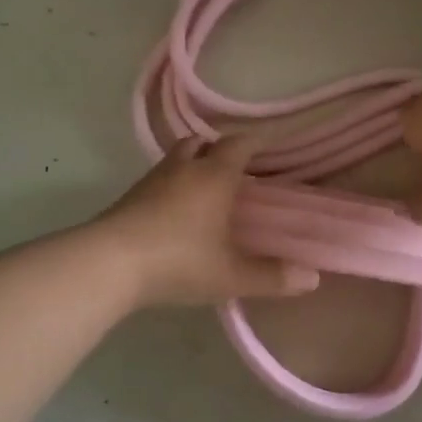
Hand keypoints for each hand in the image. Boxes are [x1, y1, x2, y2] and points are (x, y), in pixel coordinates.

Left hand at [93, 137, 321, 305]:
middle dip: (219, 149)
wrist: (108, 265)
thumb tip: (312, 278)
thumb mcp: (231, 275)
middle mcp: (182, 169)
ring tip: (206, 190)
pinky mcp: (128, 199)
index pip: (239, 145)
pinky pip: (158, 181)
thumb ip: (272, 276)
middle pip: (201, 142)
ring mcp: (150, 182)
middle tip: (235, 168)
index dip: (256, 142)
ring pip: (176, 159)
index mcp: (213, 177)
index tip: (269, 145)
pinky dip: (172, 187)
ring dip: (192, 166)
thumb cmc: (179, 261)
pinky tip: (176, 213)